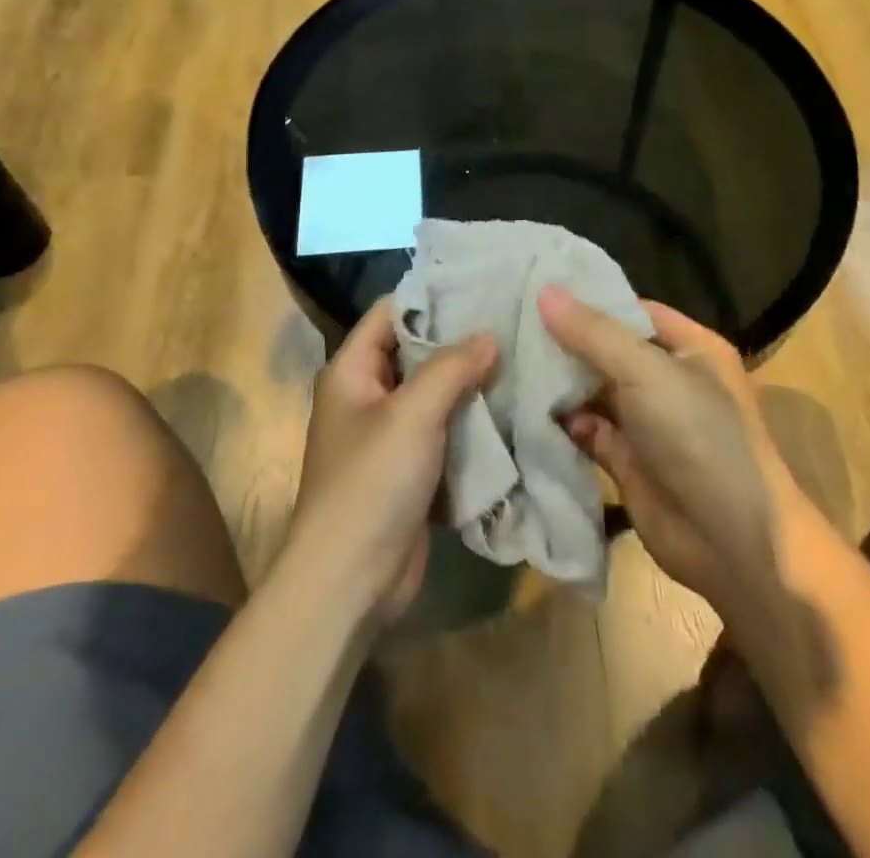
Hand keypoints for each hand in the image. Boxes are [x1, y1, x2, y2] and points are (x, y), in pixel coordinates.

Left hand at [287, 297, 495, 629]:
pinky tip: (508, 408)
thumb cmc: (371, 483)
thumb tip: (489, 334)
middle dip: (460, 341)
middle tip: (512, 322)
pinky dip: (469, 422)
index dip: (432, 297)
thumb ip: (451, 367)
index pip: (391, 312)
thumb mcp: (412, 414)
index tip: (481, 286)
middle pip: (415, 351)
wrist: (349, 583)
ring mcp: (387, 435)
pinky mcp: (408, 470)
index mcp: (352, 370)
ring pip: (433, 393)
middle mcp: (366, 395)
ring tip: (520, 359)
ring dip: (469, 383)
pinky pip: (442, 432)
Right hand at [541, 286, 812, 617]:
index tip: (537, 288)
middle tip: (508, 323)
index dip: (589, 300)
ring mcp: (649, 422)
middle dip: (565, 342)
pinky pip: (588, 430)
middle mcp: (669, 380)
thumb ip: (594, 333)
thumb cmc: (698, 437)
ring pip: (595, 391)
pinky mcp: (628, 461)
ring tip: (508, 363)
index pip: (632, 310)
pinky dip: (563, 423)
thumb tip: (544, 291)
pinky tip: (527, 412)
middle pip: (608, 350)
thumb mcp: (647, 372)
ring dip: (559, 383)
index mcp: (690, 348)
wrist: (732, 543)